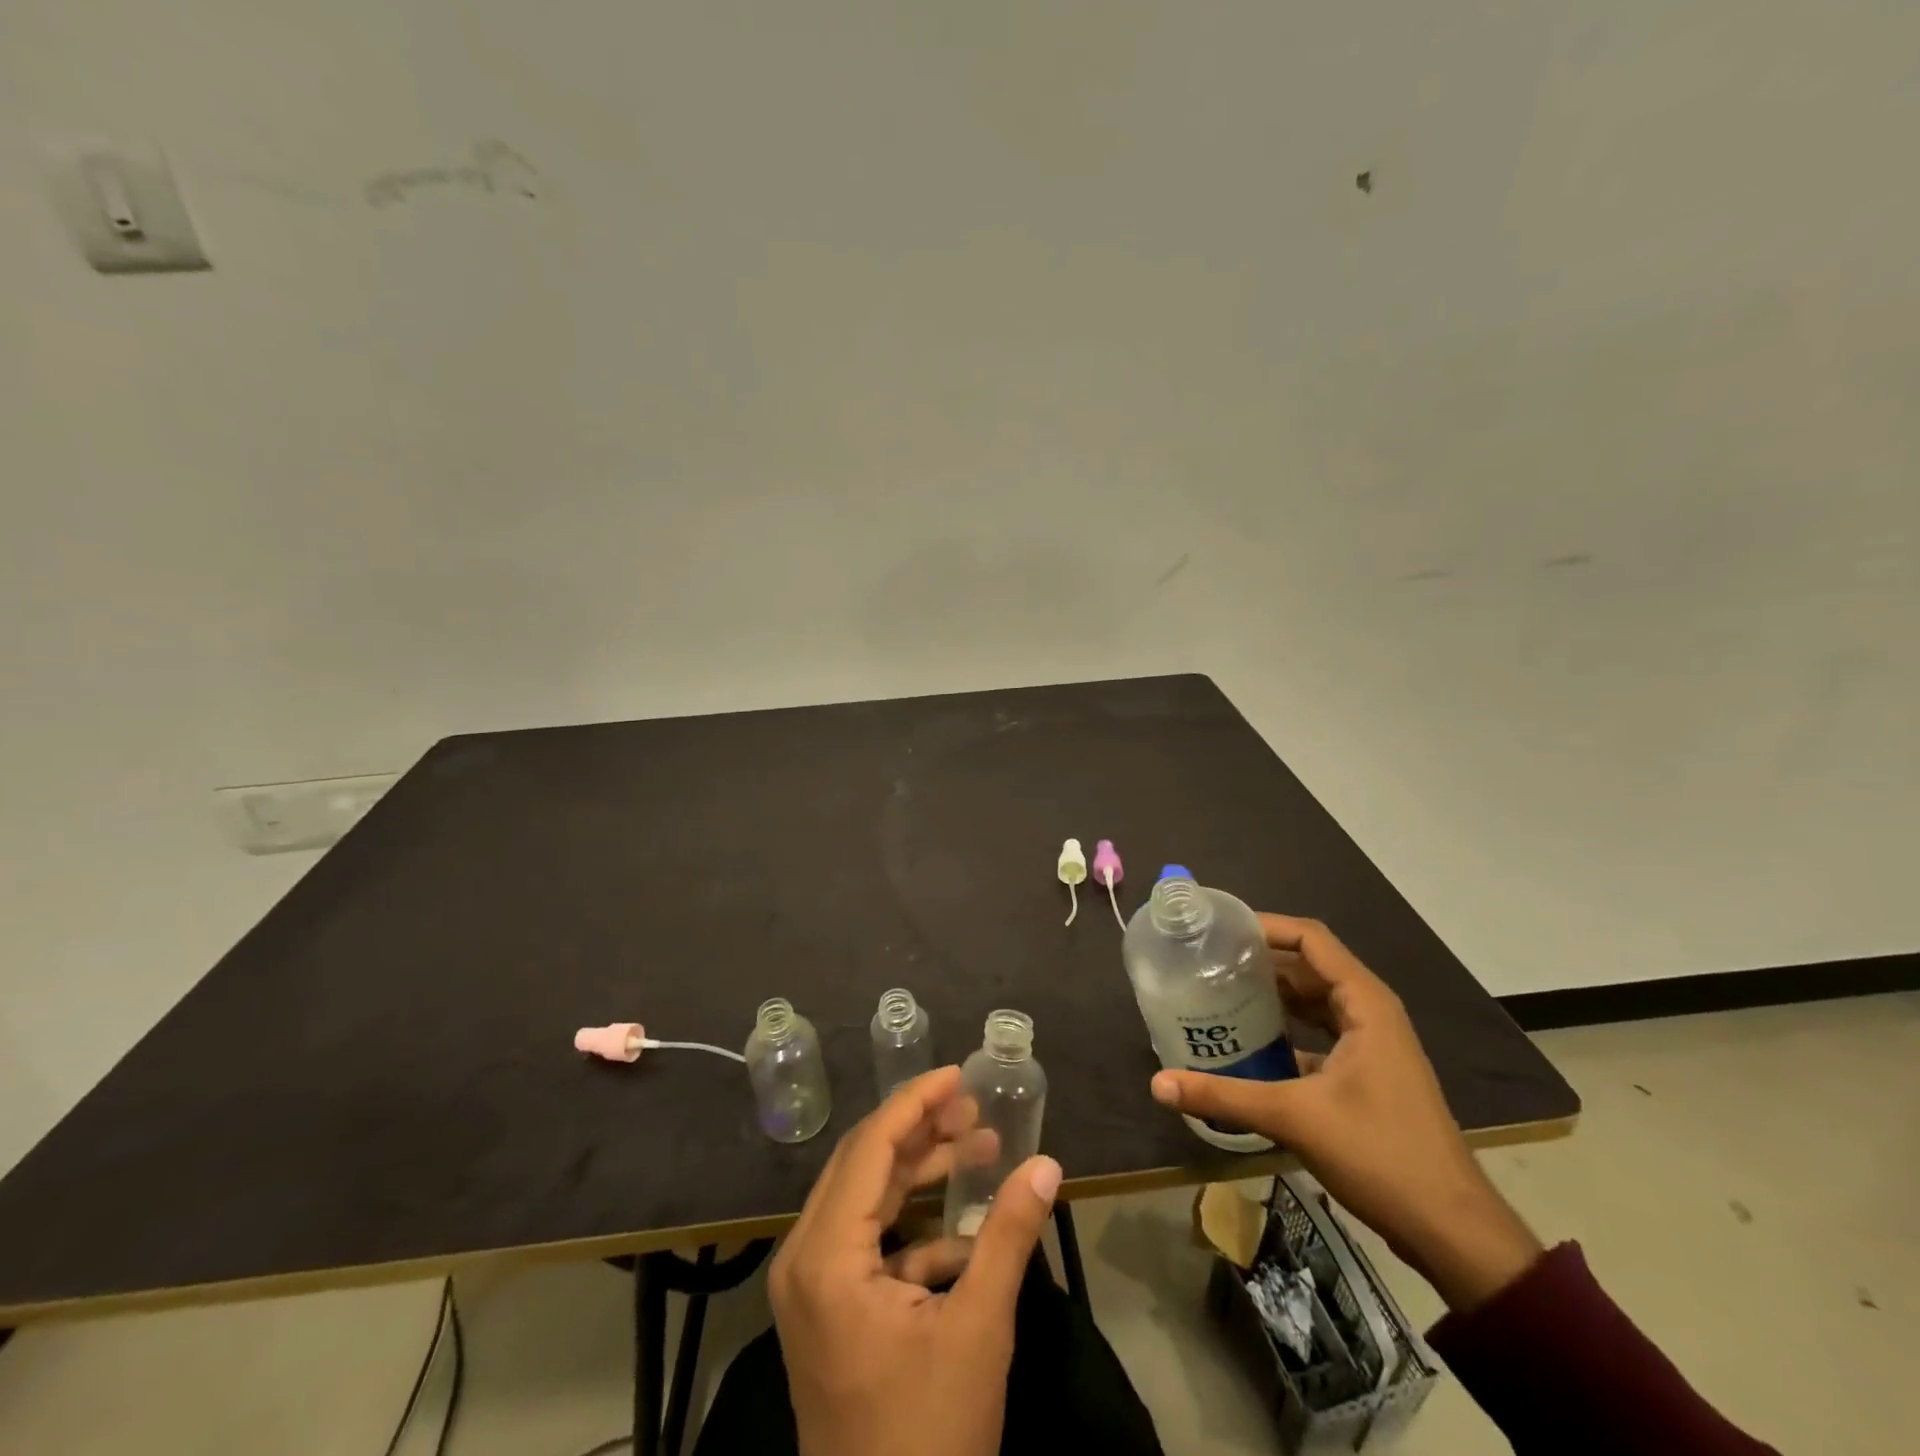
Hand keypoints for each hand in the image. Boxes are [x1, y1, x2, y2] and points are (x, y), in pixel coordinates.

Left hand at [770, 1065, 1063, 1455]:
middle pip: (863, 1164)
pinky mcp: (827, 1311)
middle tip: (973, 1109)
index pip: (870, 1147)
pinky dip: (913, 1226)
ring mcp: (811, 1287)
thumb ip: (1009, 1236)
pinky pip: (868, 1242)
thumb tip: (1047, 1164)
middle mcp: (804, 1259)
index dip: (914, 1101)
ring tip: (978, 1148)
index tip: (956, 1074)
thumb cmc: (928, 1434)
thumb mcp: (978, 1329)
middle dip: (920, 1130)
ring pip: (865, 1199)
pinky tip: (966, 1232)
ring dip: (918, 1172)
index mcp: (826, 1256)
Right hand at [1149, 914, 1541, 1311]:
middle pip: (1309, 965)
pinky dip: (1286, 1028)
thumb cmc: (1381, 1155)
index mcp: (1365, 1003)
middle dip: (1260, 960)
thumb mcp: (1294, 1118)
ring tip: (1219, 991)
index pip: (1310, 938)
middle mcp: (1370, 1012)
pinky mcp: (1367, 1073)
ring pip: (1314, 1000)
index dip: (1265, 925)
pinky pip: (1319, 1031)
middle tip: (1206, 960)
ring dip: (1272, 994)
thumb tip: (1157, 1084)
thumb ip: (1223, 1096)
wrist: (1452, 1231)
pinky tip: (1249, 1041)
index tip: (1219, 928)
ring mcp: (1372, 1044)